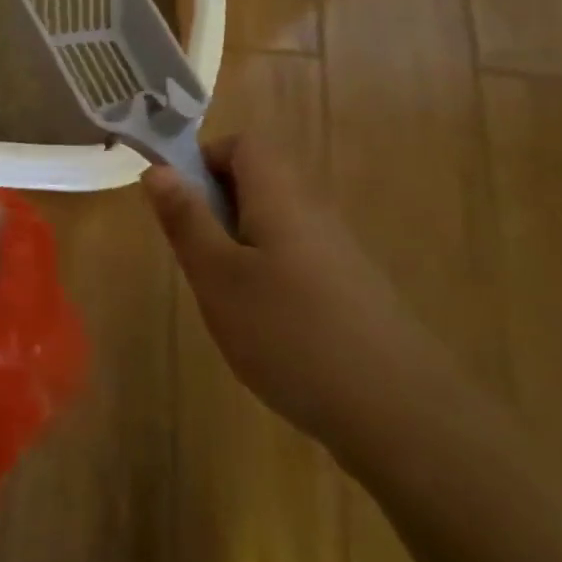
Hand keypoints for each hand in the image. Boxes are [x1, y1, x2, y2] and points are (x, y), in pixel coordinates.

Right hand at [142, 136, 444, 455]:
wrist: (403, 417)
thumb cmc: (291, 334)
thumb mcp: (218, 276)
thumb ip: (186, 219)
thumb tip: (158, 169)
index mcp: (281, 197)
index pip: (243, 144)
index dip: (204, 159)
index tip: (179, 203)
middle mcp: (314, 213)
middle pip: (259, 182)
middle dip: (216, 208)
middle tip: (197, 257)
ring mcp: (339, 255)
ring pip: (275, 225)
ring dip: (238, 245)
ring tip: (225, 298)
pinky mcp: (352, 293)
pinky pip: (296, 260)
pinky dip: (268, 277)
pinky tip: (265, 329)